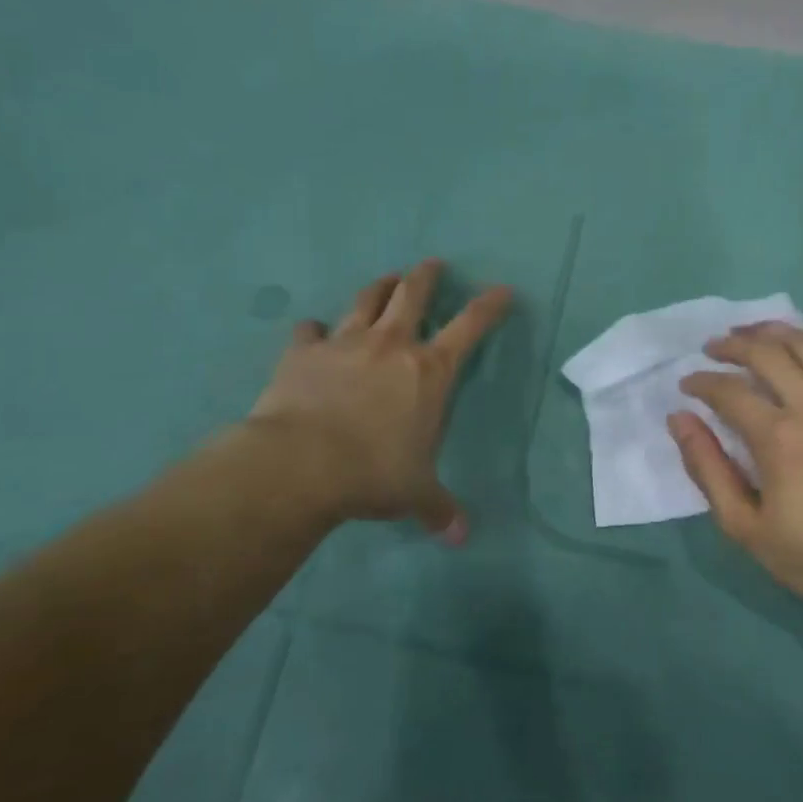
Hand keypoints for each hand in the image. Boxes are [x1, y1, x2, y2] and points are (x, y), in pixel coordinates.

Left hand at [247, 260, 513, 542]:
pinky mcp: (302, 353)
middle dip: (425, 276)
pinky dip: (313, 330)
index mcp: (430, 371)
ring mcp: (345, 344)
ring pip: (366, 301)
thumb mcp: (415, 494)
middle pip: (413, 294)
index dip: (489, 305)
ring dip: (379, 287)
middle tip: (431, 264)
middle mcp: (391, 346)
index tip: (502, 289)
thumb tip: (462, 537)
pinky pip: (309, 331)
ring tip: (385, 279)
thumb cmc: (373, 473)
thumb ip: (440, 509)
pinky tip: (311, 331)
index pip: (471, 326)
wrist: (300, 465)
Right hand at [671, 323, 802, 648]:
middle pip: (768, 354)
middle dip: (733, 345)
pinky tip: (801, 344)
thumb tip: (680, 420)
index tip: (687, 385)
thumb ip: (707, 468)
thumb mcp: (745, 526)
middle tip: (713, 348)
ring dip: (773, 333)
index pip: (730, 391)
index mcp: (779, 439)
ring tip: (750, 332)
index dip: (702, 382)